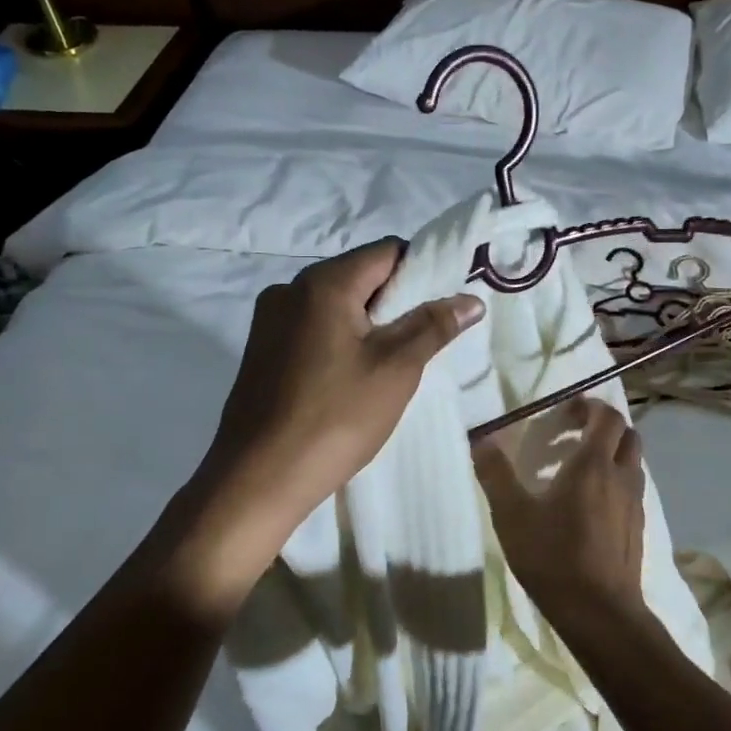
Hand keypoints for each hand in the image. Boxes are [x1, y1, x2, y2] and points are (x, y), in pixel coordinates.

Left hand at [184, 238, 482, 570]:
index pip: (387, 251)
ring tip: (390, 365)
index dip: (422, 270)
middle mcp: (289, 290)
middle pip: (359, 275)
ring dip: (369, 324)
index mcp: (323, 283)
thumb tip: (470, 299)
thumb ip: (434, 325)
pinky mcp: (261, 351)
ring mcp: (268, 321)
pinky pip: (312, 328)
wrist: (259, 478)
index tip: (442, 307)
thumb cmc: (336, 417)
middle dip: (396, 301)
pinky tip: (352, 378)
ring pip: (335, 304)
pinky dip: (340, 340)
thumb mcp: (396, 369)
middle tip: (423, 341)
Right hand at [472, 397, 649, 636]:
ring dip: (610, 453)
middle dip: (602, 426)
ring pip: (631, 461)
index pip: (607, 417)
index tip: (565, 411)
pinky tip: (587, 504)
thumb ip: (495, 474)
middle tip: (571, 434)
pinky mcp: (637, 528)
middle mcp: (621, 476)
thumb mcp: (512, 515)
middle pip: (626, 434)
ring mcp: (635, 503)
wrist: (600, 612)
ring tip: (576, 468)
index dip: (589, 406)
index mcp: (593, 464)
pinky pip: (631, 488)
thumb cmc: (554, 556)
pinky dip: (614, 480)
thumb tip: (481, 438)